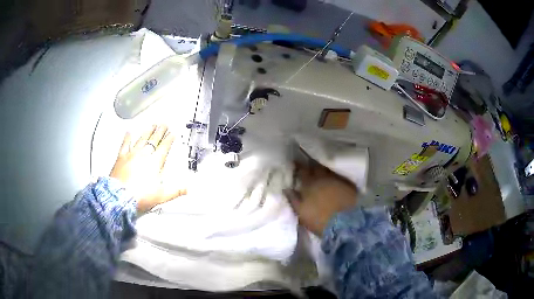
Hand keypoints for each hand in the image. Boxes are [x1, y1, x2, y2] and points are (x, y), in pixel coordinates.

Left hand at [110, 125, 185, 212]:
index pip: (164, 147)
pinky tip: (128, 132)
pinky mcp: (121, 158)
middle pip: (154, 140)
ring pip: (141, 139)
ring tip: (151, 126)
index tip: (172, 134)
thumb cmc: (139, 196)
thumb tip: (185, 189)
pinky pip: (125, 144)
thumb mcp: (161, 196)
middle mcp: (144, 155)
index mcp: (155, 162)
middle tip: (163, 125)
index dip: (169, 139)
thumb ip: (175, 191)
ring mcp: (132, 155)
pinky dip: (127, 138)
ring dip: (147, 132)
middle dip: (160, 131)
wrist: (121, 197)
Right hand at [284, 161, 357, 235]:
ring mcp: (338, 181)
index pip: (303, 171)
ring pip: (329, 171)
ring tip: (321, 170)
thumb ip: (293, 199)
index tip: (295, 162)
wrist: (345, 224)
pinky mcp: (349, 186)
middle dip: (312, 165)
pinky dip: (335, 177)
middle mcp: (324, 178)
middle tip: (308, 164)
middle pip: (317, 167)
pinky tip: (334, 179)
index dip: (299, 166)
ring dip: (324, 170)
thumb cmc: (319, 220)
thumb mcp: (301, 212)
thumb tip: (287, 188)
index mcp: (310, 184)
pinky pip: (340, 177)